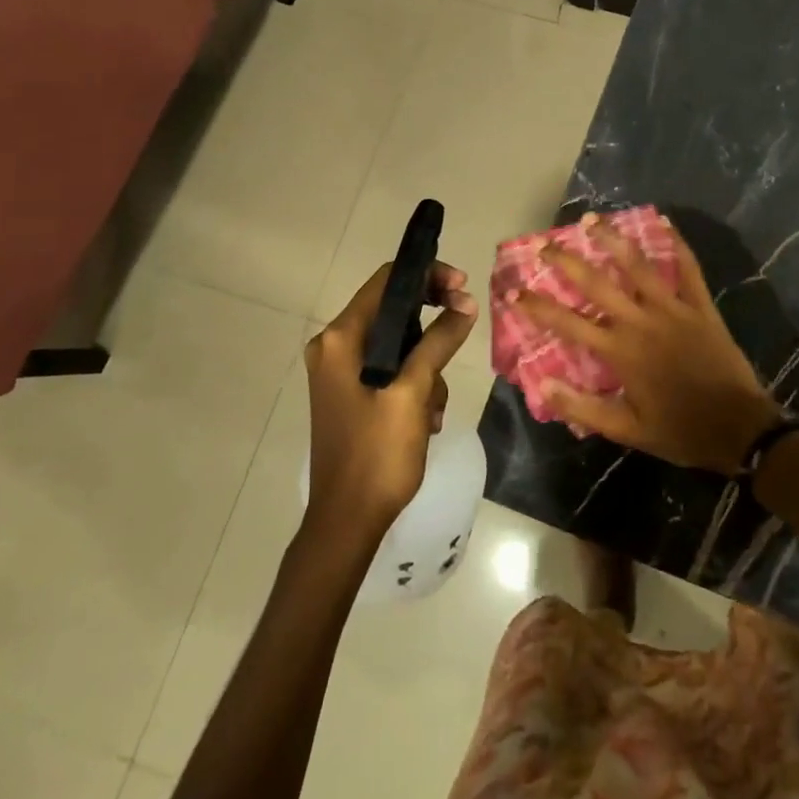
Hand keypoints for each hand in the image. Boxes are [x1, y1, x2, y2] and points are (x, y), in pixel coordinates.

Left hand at [303, 261, 476, 539]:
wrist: (346, 522)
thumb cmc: (377, 454)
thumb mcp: (413, 392)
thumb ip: (438, 342)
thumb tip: (465, 304)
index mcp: (340, 339)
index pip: (386, 282)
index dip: (427, 276)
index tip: (463, 286)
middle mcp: (333, 347)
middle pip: (392, 310)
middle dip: (431, 324)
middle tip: (464, 326)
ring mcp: (339, 371)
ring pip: (397, 343)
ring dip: (426, 366)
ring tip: (434, 406)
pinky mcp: (349, 393)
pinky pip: (390, 369)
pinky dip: (413, 384)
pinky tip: (425, 419)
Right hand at [516, 217, 781, 473]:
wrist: (740, 428)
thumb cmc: (679, 430)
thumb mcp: (627, 431)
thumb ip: (583, 408)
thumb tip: (541, 384)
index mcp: (620, 352)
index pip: (568, 323)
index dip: (537, 306)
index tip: (513, 290)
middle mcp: (641, 322)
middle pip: (596, 283)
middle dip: (566, 262)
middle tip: (543, 244)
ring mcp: (673, 309)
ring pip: (638, 265)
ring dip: (612, 239)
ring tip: (591, 219)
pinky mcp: (700, 306)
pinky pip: (688, 268)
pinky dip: (677, 244)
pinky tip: (665, 222)